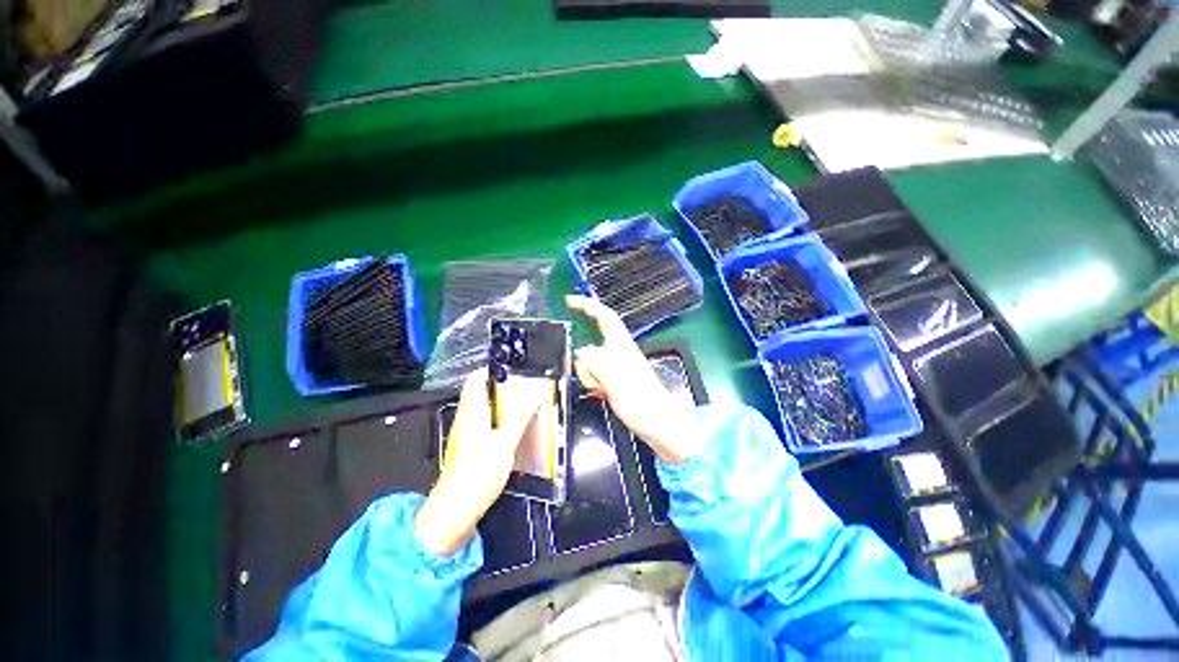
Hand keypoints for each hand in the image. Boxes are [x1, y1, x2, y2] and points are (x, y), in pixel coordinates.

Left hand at [415, 369, 545, 554]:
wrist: (455, 511)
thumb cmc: (477, 473)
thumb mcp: (504, 443)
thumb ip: (519, 418)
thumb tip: (532, 398)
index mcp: (471, 413)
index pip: (474, 381)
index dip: (490, 370)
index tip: (511, 368)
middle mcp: (466, 420)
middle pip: (481, 394)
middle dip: (502, 387)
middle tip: (525, 387)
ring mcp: (466, 436)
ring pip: (485, 411)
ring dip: (503, 405)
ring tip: (524, 404)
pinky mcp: (470, 450)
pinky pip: (486, 426)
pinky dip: (500, 422)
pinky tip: (515, 430)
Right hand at [566, 295, 701, 463]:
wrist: (658, 423)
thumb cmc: (641, 401)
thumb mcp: (615, 380)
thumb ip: (595, 362)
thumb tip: (580, 352)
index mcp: (622, 345)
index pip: (604, 316)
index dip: (587, 305)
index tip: (569, 300)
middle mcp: (620, 350)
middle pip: (592, 341)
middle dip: (584, 360)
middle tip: (590, 380)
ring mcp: (618, 365)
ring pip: (591, 360)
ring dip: (589, 375)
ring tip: (601, 391)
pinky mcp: (617, 378)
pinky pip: (596, 374)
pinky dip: (593, 382)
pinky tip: (602, 394)